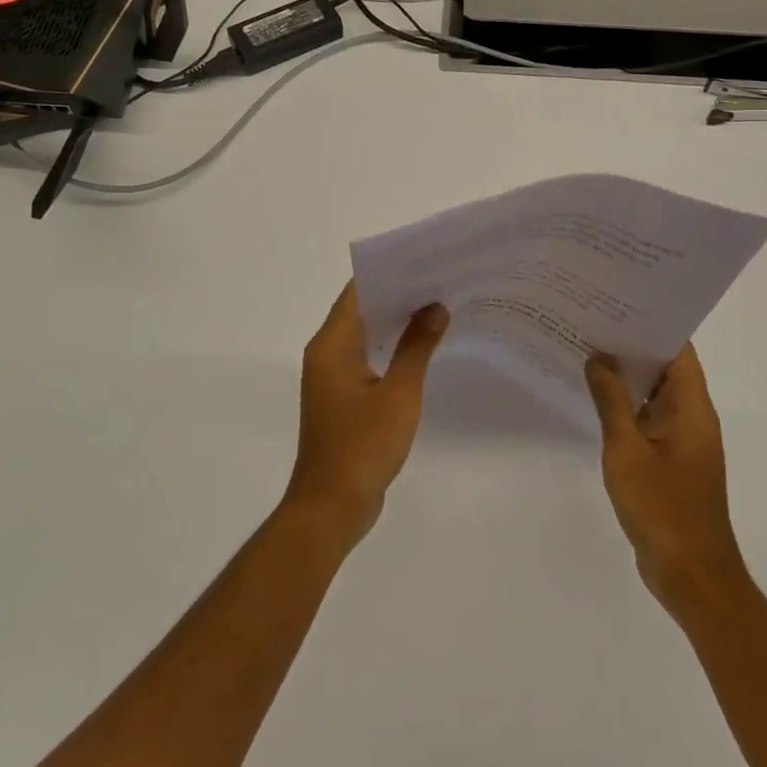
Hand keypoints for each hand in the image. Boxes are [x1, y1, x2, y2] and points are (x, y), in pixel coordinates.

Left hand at [283, 282, 448, 549]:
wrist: (332, 506)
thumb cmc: (363, 446)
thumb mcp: (399, 394)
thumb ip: (417, 347)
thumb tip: (435, 307)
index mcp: (332, 344)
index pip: (358, 291)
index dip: (390, 272)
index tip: (424, 260)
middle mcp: (326, 352)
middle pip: (361, 308)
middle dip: (397, 293)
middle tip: (440, 279)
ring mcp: (332, 375)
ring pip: (364, 333)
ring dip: (394, 320)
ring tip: (438, 304)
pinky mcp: (341, 395)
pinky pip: (365, 356)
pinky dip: (389, 345)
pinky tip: (420, 345)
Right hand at [585, 345, 747, 614]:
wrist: (691, 575)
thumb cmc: (663, 509)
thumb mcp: (627, 451)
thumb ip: (612, 401)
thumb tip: (598, 357)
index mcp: (692, 406)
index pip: (677, 348)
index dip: (650, 323)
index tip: (616, 304)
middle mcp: (692, 415)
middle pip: (664, 366)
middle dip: (630, 344)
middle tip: (590, 321)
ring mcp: (682, 439)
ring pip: (654, 393)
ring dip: (626, 375)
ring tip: (586, 349)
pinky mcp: (670, 459)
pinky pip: (648, 418)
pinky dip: (625, 404)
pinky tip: (594, 398)